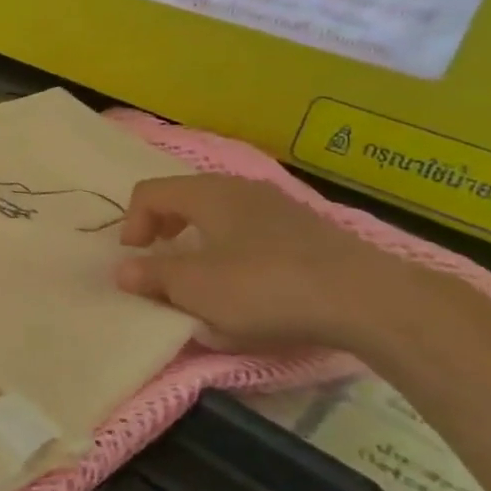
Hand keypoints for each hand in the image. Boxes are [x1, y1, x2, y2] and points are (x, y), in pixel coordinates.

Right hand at [114, 175, 451, 351]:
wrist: (367, 302)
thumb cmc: (264, 286)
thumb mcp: (194, 288)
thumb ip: (152, 277)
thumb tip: (123, 271)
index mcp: (208, 193)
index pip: (149, 192)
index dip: (131, 223)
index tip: (134, 260)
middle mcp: (241, 189)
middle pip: (185, 200)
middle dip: (164, 231)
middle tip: (161, 263)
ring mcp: (280, 208)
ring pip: (221, 217)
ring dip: (200, 244)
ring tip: (202, 280)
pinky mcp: (309, 233)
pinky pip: (253, 233)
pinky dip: (234, 252)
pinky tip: (248, 288)